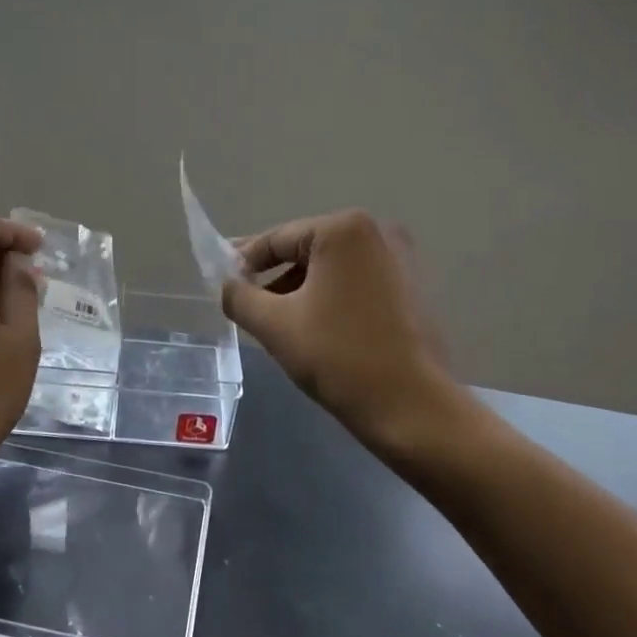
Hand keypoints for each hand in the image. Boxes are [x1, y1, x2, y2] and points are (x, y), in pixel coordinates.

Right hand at [222, 210, 456, 452]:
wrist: (411, 407)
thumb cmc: (339, 357)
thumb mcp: (274, 325)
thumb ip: (239, 296)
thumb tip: (227, 284)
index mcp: (344, 230)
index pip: (278, 239)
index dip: (244, 262)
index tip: (223, 285)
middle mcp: (378, 232)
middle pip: (306, 250)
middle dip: (274, 278)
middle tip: (248, 306)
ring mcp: (402, 259)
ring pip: (332, 269)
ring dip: (301, 290)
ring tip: (279, 324)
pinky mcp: (413, 287)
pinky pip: (357, 283)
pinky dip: (331, 298)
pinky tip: (317, 329)